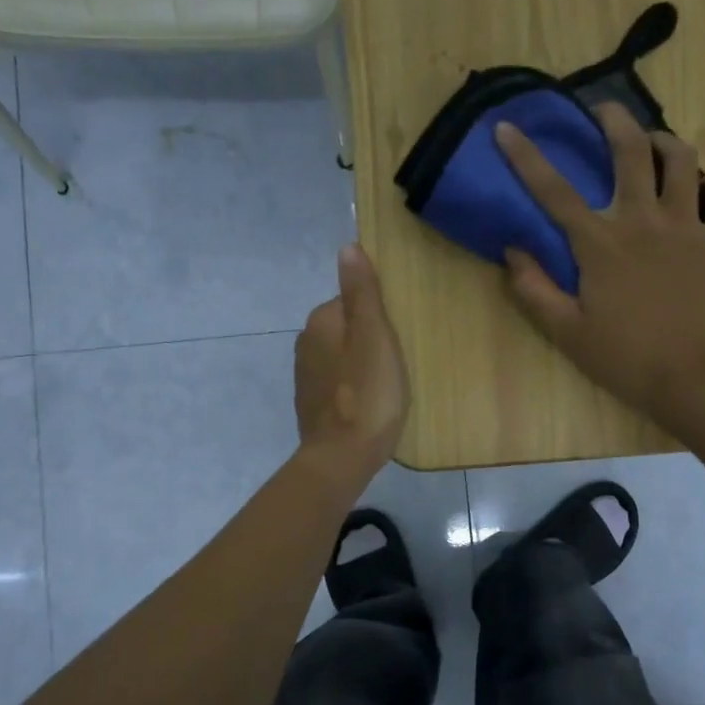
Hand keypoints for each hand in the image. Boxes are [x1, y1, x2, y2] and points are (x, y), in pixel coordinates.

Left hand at [294, 244, 410, 483]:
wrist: (342, 457)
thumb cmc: (368, 393)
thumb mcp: (373, 335)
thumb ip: (361, 292)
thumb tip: (347, 247)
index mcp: (321, 322)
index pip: (351, 301)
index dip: (377, 314)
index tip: (398, 332)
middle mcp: (306, 343)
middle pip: (345, 328)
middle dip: (368, 337)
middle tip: (399, 358)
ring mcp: (306, 376)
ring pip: (340, 355)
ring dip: (360, 362)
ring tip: (388, 382)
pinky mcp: (311, 404)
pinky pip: (337, 382)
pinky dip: (352, 385)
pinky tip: (370, 401)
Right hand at [496, 104, 704, 423]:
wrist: (691, 378)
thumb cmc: (624, 357)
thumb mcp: (565, 331)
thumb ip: (534, 289)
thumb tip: (512, 251)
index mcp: (599, 243)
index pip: (554, 190)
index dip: (526, 156)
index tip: (507, 128)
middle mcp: (643, 221)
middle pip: (631, 151)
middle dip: (614, 120)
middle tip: (605, 111)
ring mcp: (687, 227)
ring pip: (683, 160)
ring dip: (666, 141)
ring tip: (656, 142)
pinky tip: (704, 186)